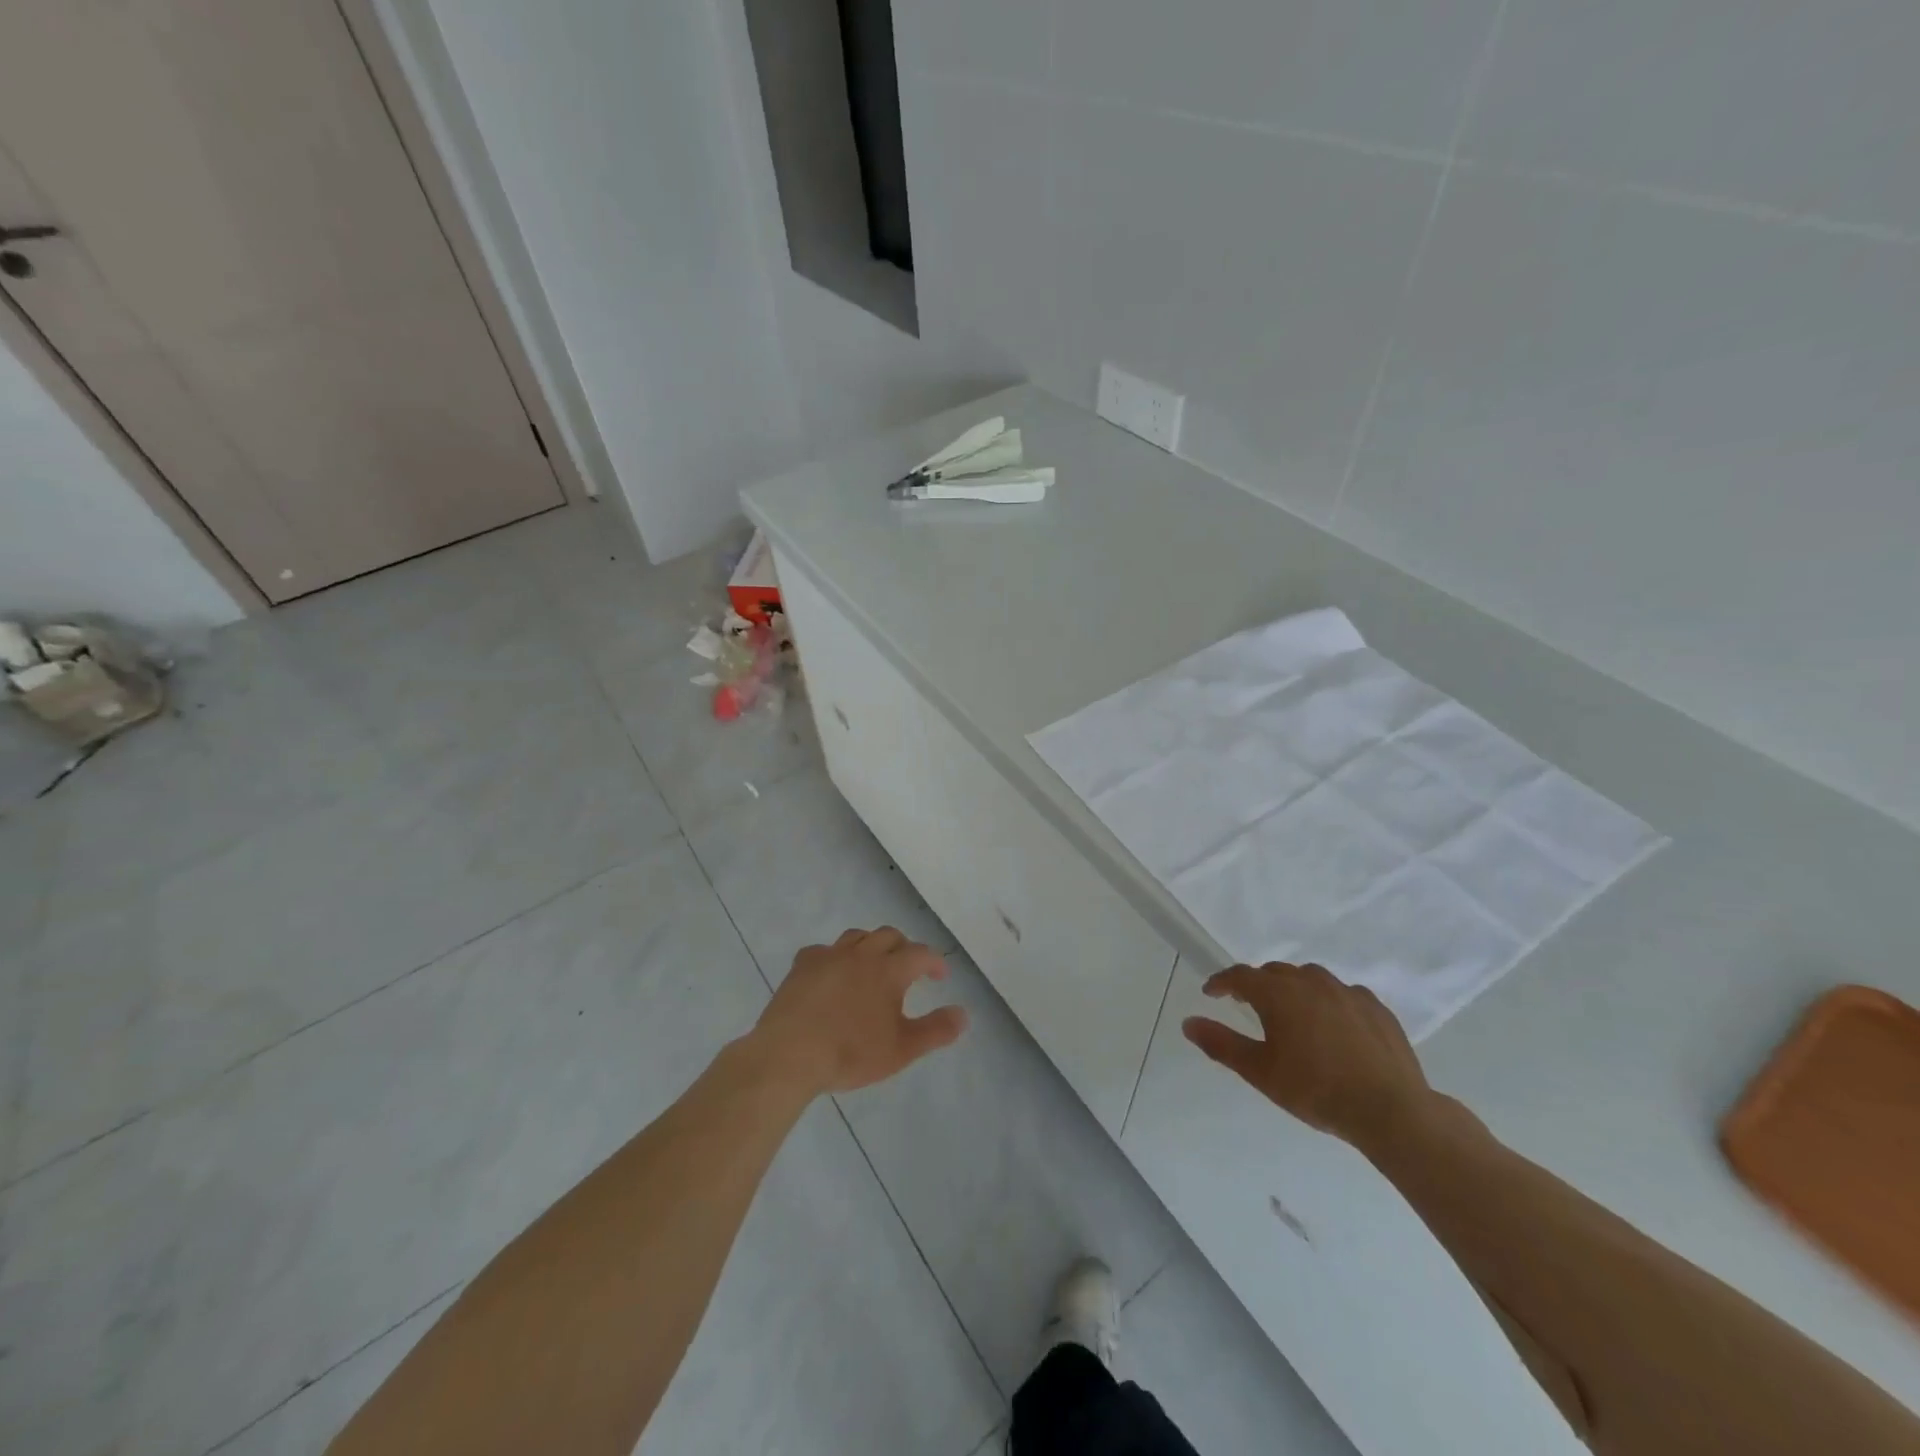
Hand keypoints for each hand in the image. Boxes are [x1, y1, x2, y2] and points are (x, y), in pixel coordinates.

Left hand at [751, 927, 968, 1095]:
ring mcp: (829, 956)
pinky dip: (834, 957)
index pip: (920, 954)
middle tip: (908, 967)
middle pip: (889, 935)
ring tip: (872, 964)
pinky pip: (823, 950)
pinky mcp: (802, 966)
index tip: (940, 975)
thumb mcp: (902, 1049)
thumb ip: (936, 1030)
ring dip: (870, 945)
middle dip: (904, 947)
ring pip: (856, 937)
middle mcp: (862, 954)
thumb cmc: (851, 1053)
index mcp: (889, 970)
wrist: (790, 1054)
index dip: (934, 962)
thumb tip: (964, 1014)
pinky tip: (831, 973)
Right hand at [1181, 961, 1432, 1154]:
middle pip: (1275, 972)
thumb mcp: (1260, 1072)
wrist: (1391, 1110)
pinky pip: (1343, 993)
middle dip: (1257, 984)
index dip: (1222, 982)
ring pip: (1310, 978)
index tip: (1211, 993)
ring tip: (1291, 1012)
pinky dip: (1328, 1001)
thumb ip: (1221, 1043)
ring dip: (1293, 988)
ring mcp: (1347, 992)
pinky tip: (1332, 1024)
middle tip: (1248, 1004)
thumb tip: (1187, 1022)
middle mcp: (1310, 982)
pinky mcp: (1376, 1008)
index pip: (1240, 975)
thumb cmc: (1316, 1090)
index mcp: (1278, 993)